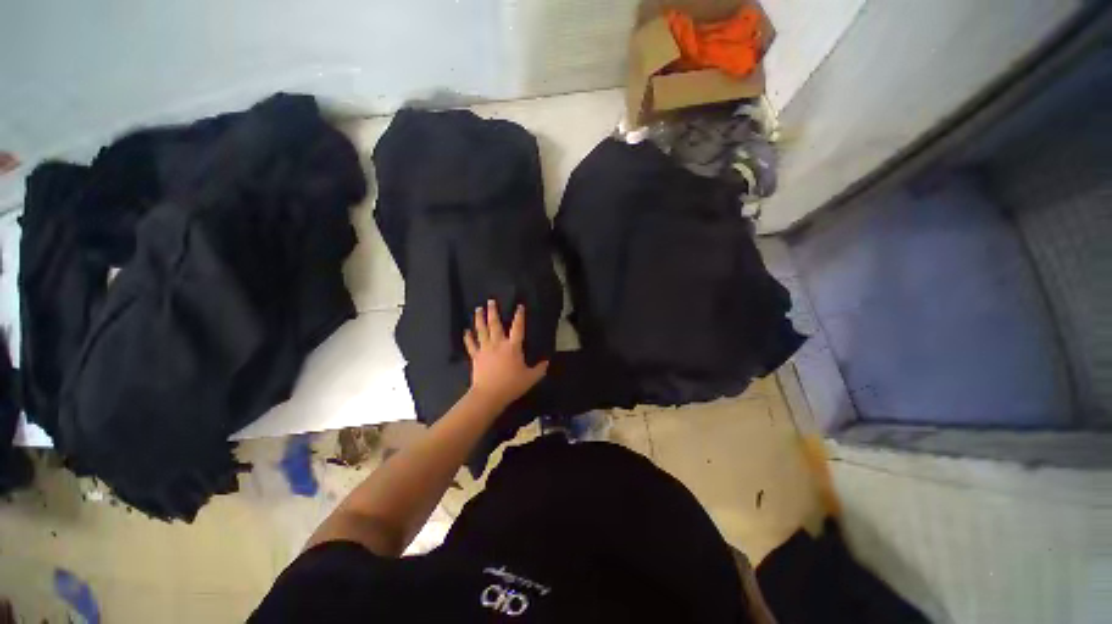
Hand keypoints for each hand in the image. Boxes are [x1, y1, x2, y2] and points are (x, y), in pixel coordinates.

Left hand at [463, 300, 548, 409]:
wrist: (489, 395)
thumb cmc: (511, 385)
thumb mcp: (530, 378)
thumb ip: (539, 369)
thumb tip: (547, 362)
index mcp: (513, 347)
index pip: (517, 327)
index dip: (519, 316)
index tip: (519, 306)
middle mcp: (498, 344)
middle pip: (495, 324)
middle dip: (493, 312)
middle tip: (490, 301)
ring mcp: (485, 349)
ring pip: (481, 331)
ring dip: (479, 319)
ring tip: (478, 309)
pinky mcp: (476, 357)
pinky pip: (471, 345)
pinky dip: (468, 337)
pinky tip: (466, 331)